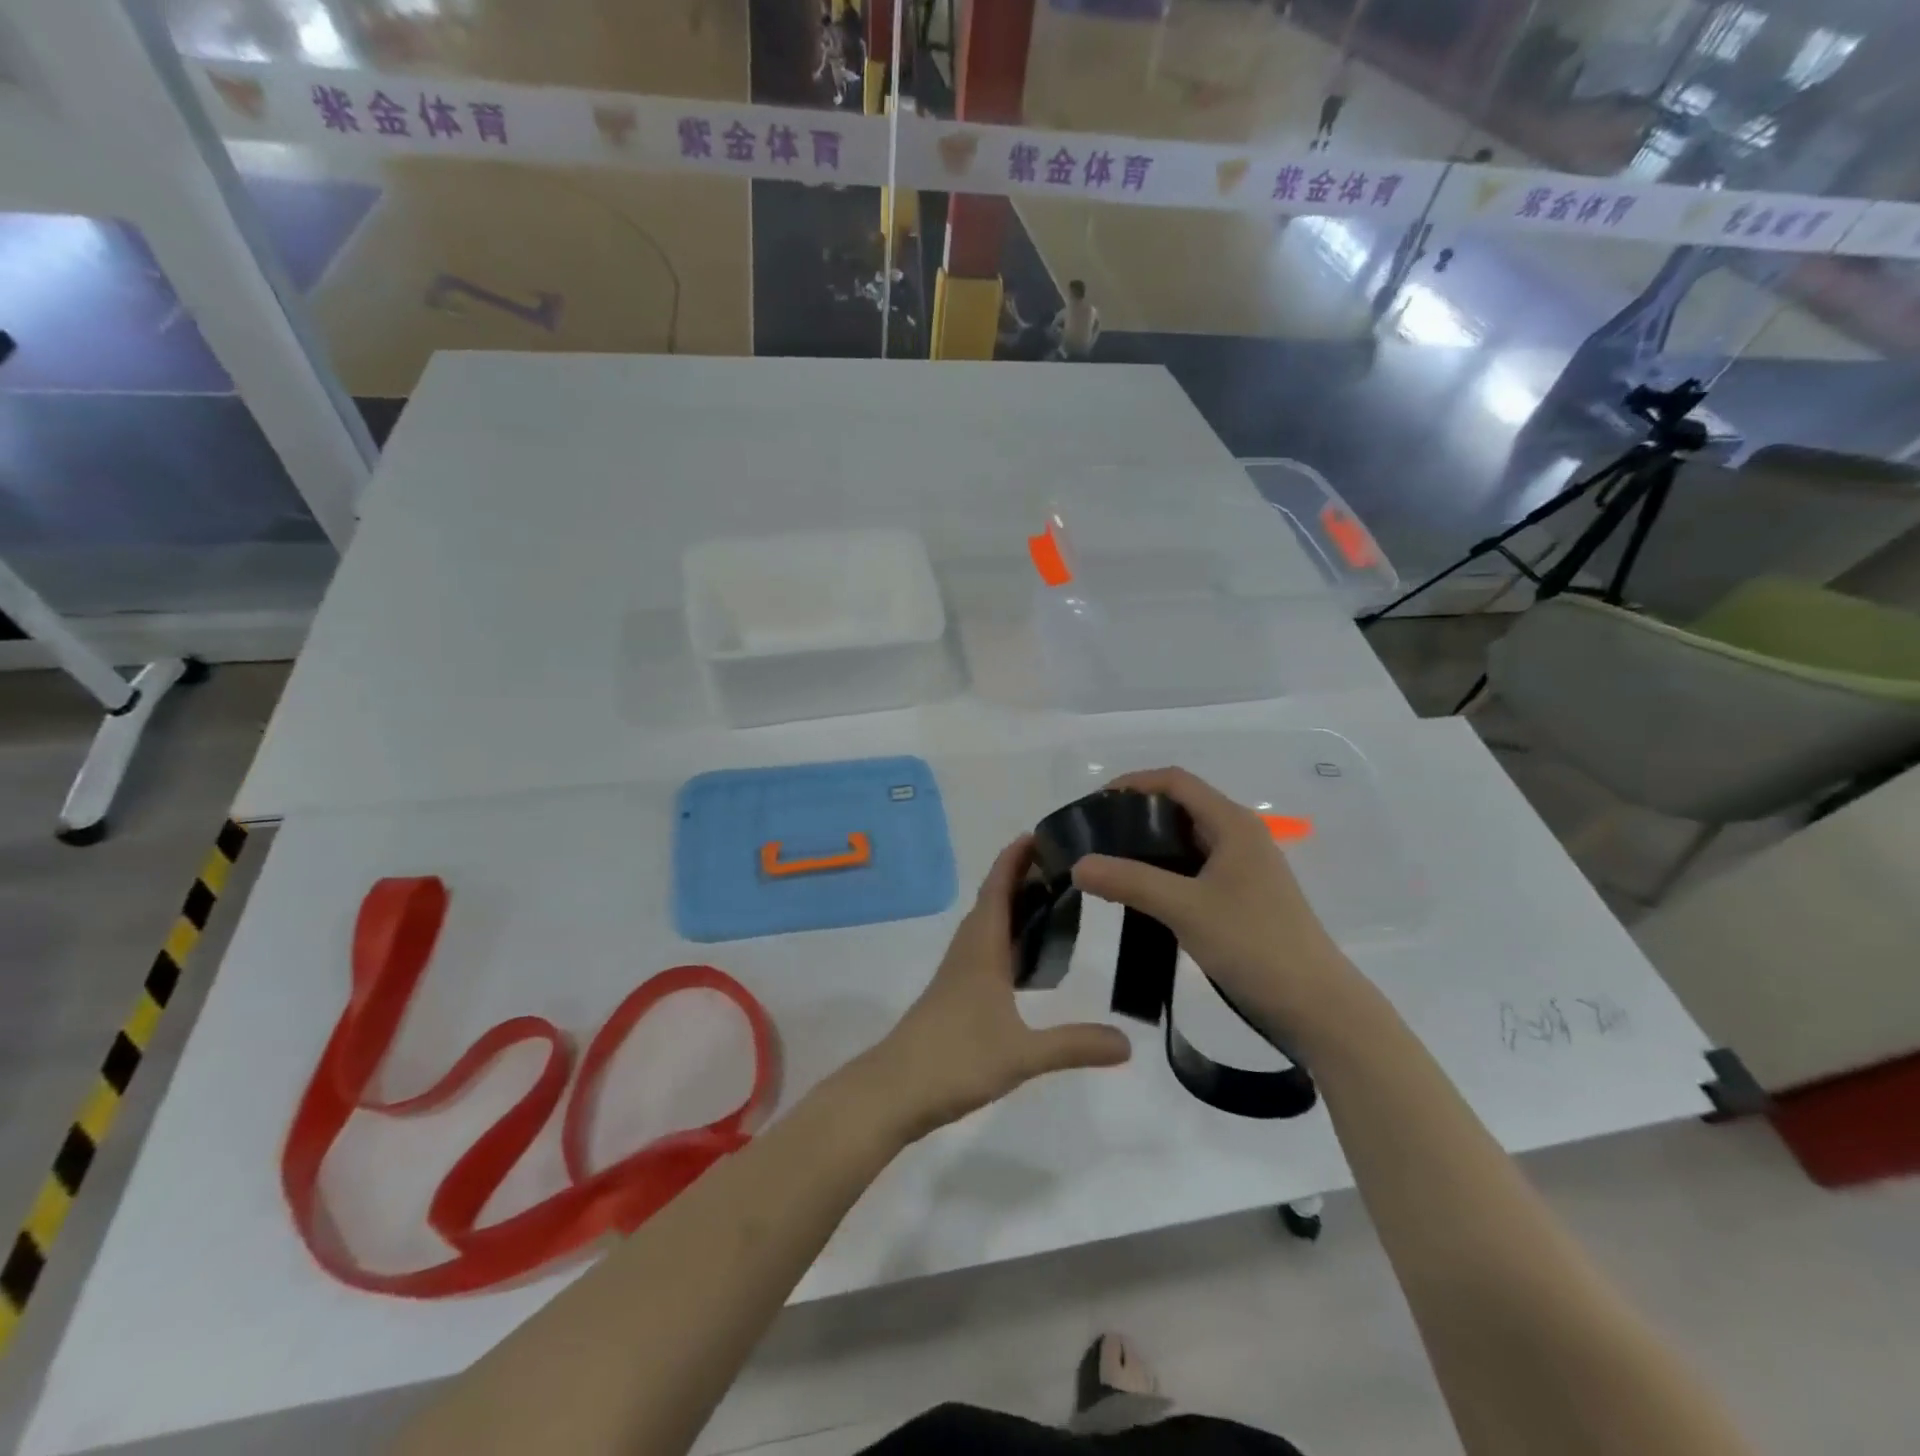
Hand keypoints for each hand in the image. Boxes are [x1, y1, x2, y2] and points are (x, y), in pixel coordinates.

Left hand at [860, 836, 1131, 1141]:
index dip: (1014, 859)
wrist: (894, 1090)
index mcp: (981, 949)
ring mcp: (958, 974)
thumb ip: (1075, 1045)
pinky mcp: (954, 995)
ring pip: (987, 926)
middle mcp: (968, 951)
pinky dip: (1006, 938)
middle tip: (1061, 865)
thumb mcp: (1022, 1054)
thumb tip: (1129, 1043)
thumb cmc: (955, 1059)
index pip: (998, 889)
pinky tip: (1026, 960)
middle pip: (993, 901)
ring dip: (1012, 906)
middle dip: (1020, 877)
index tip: (1038, 834)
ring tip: (1050, 901)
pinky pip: (984, 950)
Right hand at [1070, 767, 1354, 1035]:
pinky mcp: (1241, 897)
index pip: (1175, 781)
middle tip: (1093, 837)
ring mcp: (1243, 868)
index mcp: (1233, 824)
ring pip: (1186, 841)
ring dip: (1148, 846)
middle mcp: (1239, 836)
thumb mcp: (1185, 909)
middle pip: (1180, 807)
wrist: (1316, 1007)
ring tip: (1107, 864)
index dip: (1133, 783)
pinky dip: (1163, 872)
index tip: (1094, 804)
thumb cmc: (1254, 945)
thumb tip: (1078, 864)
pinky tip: (1138, 893)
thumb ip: (1130, 882)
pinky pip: (1193, 869)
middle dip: (1135, 815)